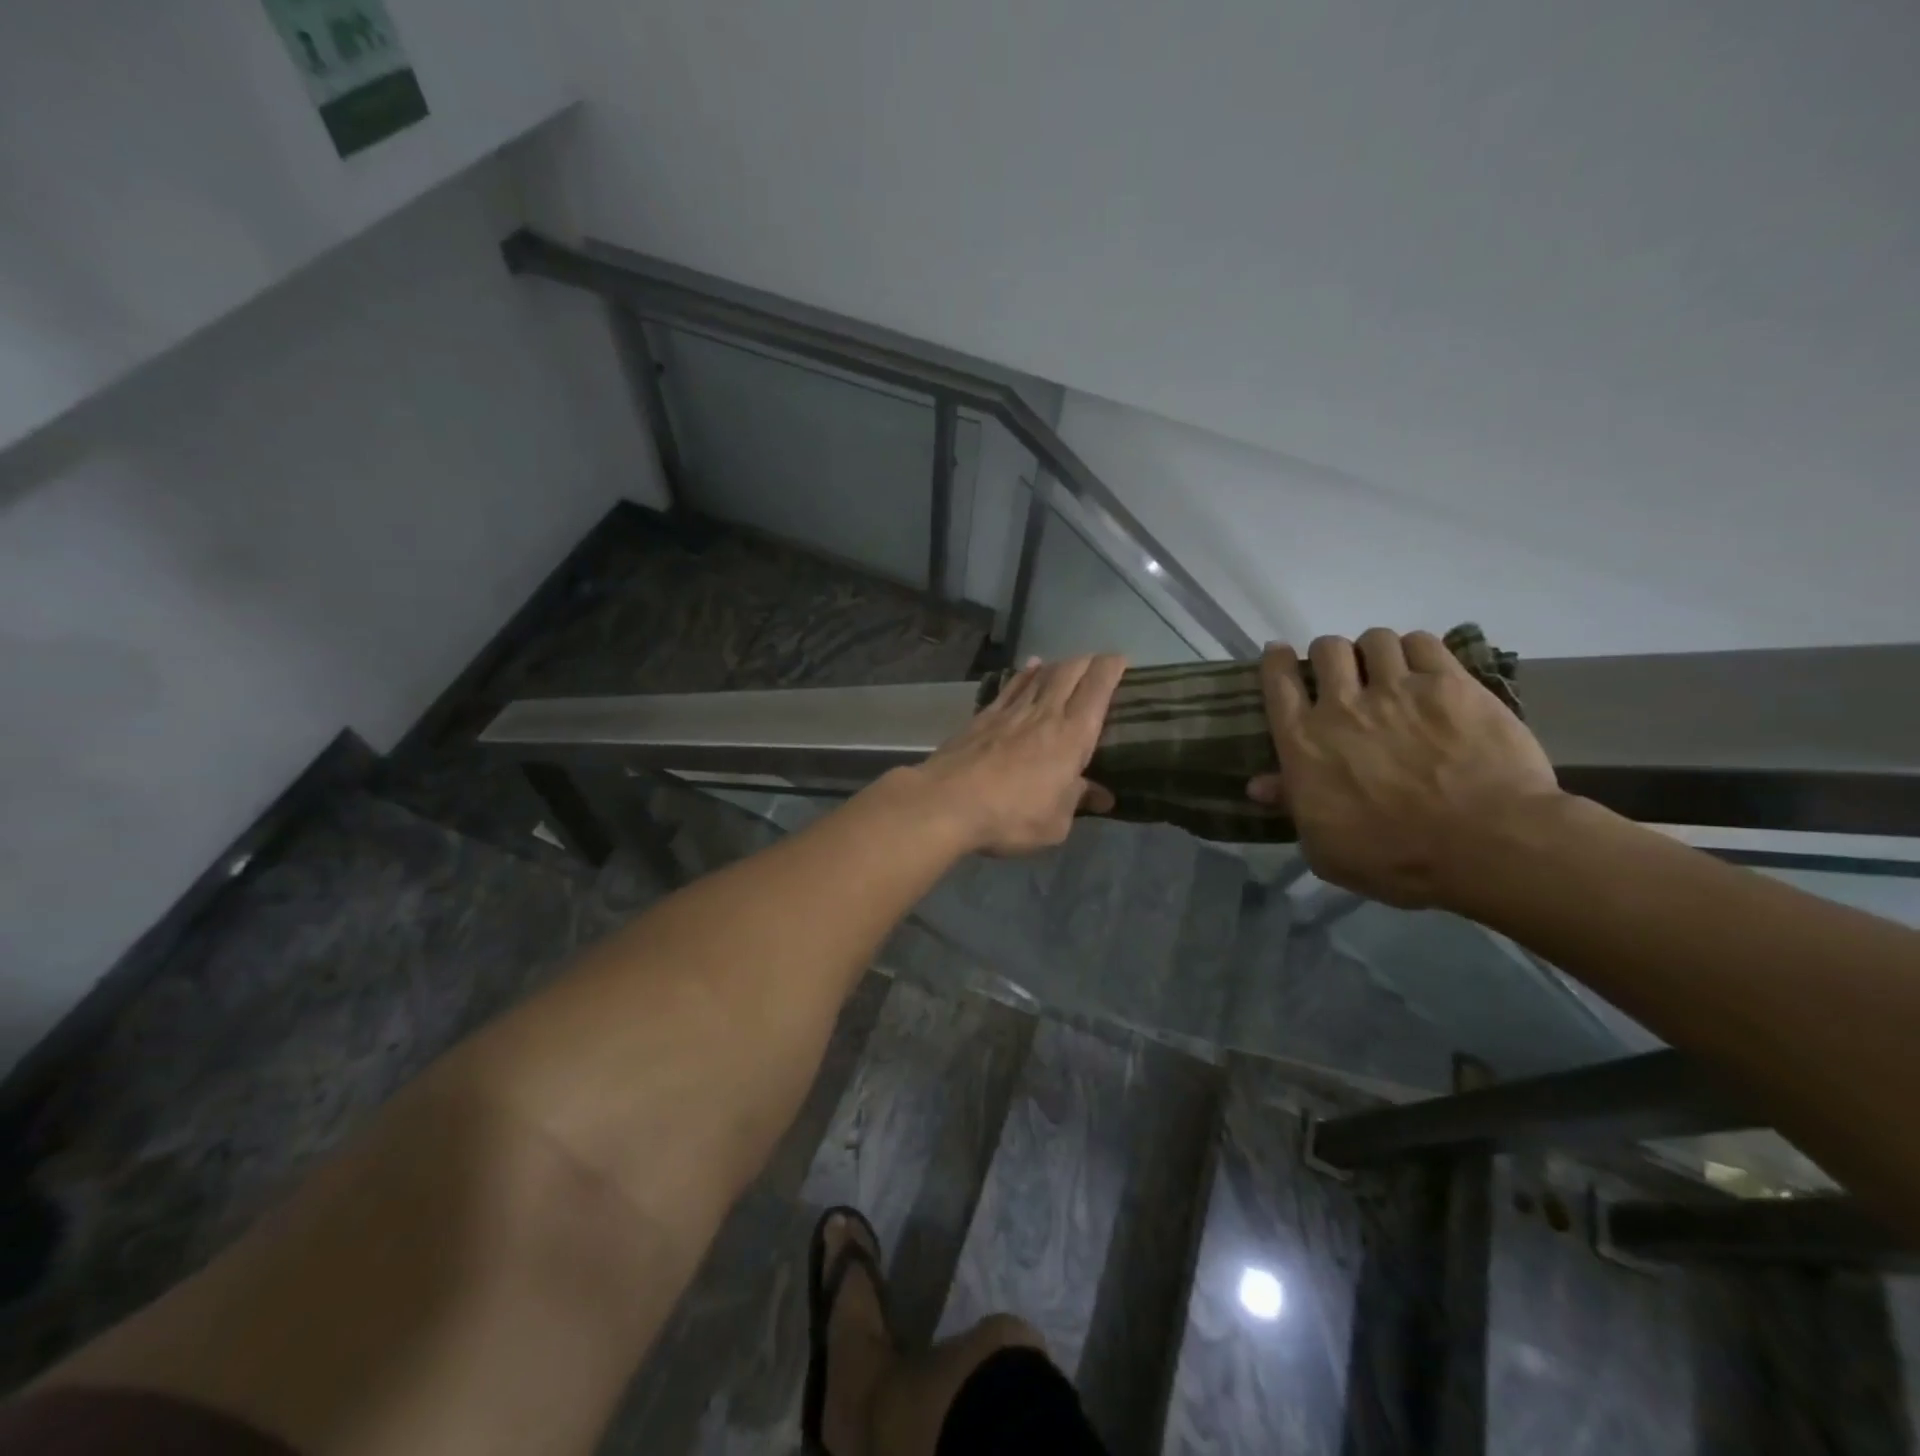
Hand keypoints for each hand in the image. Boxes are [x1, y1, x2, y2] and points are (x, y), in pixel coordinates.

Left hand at [912, 654, 1125, 855]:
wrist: (947, 803)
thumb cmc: (1011, 816)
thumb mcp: (1055, 823)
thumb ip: (1078, 801)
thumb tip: (1101, 795)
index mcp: (1072, 736)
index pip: (1097, 689)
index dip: (1111, 669)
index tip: (1121, 660)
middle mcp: (1045, 713)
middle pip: (1069, 673)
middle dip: (1087, 662)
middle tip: (1097, 663)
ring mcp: (1010, 712)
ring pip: (1040, 676)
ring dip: (1057, 665)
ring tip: (1067, 663)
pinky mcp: (983, 717)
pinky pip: (1011, 686)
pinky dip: (1024, 674)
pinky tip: (1029, 668)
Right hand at [1247, 630, 1563, 907]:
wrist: (1484, 844)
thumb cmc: (1393, 857)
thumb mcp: (1324, 847)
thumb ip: (1292, 806)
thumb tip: (1258, 785)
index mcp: (1304, 743)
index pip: (1278, 683)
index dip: (1276, 662)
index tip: (1280, 655)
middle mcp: (1342, 705)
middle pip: (1326, 649)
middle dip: (1330, 656)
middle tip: (1344, 674)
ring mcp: (1398, 689)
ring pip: (1374, 639)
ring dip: (1374, 651)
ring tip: (1387, 669)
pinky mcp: (1450, 684)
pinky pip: (1423, 643)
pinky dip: (1416, 650)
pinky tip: (1424, 668)